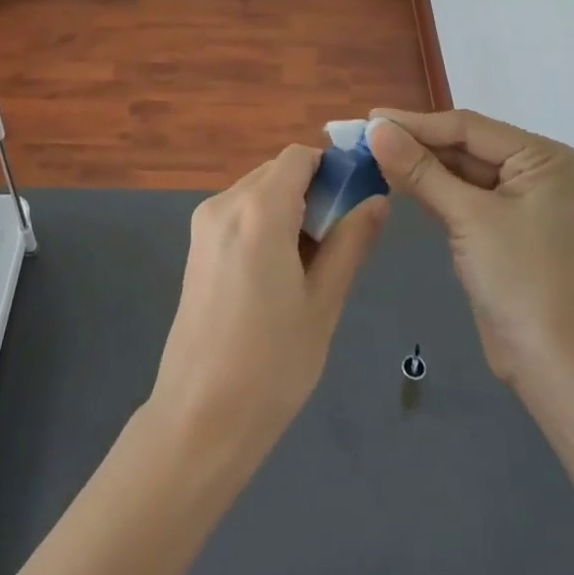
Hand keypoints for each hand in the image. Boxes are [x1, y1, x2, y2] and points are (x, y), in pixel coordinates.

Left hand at [147, 145, 388, 468]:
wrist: (199, 417)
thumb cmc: (272, 363)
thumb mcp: (323, 301)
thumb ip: (351, 242)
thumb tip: (378, 199)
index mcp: (258, 209)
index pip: (299, 157)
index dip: (332, 169)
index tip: (357, 202)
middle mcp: (225, 203)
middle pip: (277, 171)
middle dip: (313, 191)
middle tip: (339, 242)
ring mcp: (204, 224)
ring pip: (257, 191)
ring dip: (289, 208)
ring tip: (310, 265)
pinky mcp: (195, 246)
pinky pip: (239, 213)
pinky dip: (265, 223)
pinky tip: (278, 273)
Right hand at [368, 109, 573, 387]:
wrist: (557, 367)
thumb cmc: (521, 280)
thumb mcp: (468, 217)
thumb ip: (419, 170)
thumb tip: (375, 129)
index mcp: (541, 157)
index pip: (467, 127)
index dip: (416, 123)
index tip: (368, 120)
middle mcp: (532, 171)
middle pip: (462, 146)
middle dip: (414, 143)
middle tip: (361, 138)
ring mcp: (516, 202)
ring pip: (456, 172)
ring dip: (416, 166)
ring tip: (368, 155)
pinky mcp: (498, 230)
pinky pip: (457, 197)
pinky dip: (427, 190)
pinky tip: (393, 181)